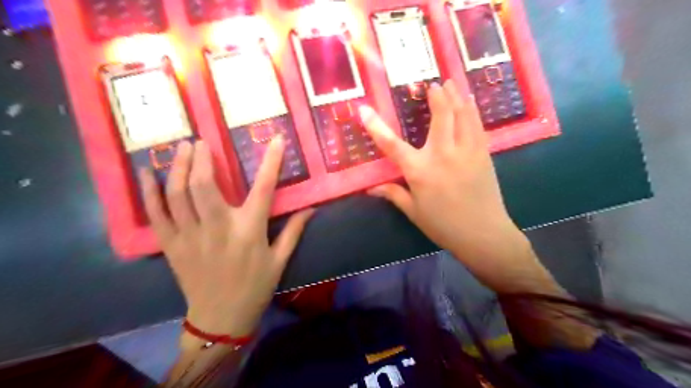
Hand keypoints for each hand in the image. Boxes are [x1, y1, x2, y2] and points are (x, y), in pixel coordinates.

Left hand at [139, 138, 313, 338]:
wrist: (221, 318)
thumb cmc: (256, 287)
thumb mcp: (280, 260)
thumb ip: (294, 230)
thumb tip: (311, 208)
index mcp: (249, 231)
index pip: (263, 188)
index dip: (271, 162)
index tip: (275, 139)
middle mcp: (218, 229)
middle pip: (205, 185)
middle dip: (203, 158)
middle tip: (202, 141)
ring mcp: (191, 237)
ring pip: (178, 194)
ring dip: (179, 167)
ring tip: (182, 148)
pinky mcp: (171, 246)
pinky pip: (156, 215)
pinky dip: (149, 193)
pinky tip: (148, 174)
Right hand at [361, 79, 532, 289]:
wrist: (483, 234)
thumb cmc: (443, 225)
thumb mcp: (413, 211)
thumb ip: (393, 194)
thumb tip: (370, 189)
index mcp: (420, 171)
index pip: (392, 144)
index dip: (375, 126)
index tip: (364, 109)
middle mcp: (442, 154)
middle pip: (440, 116)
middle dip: (436, 96)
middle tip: (433, 84)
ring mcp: (466, 151)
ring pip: (462, 115)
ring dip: (456, 96)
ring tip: (451, 82)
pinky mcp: (483, 154)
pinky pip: (477, 125)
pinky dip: (472, 110)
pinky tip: (470, 102)